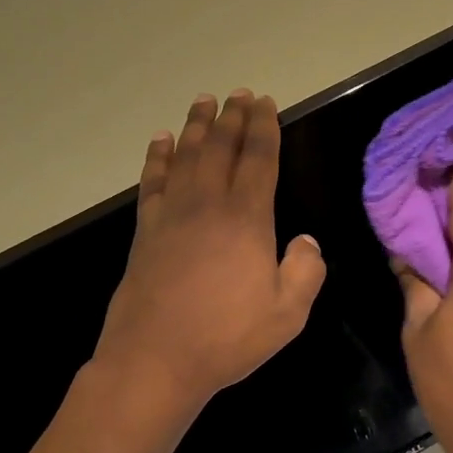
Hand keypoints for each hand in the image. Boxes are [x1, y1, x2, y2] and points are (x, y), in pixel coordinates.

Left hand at [94, 90, 326, 417]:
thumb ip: (305, 271)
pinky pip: (152, 181)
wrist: (155, 359)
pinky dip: (158, 156)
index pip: (259, 160)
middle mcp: (208, 205)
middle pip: (221, 147)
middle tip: (239, 93)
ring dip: (196, 125)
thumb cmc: (226, 338)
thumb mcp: (287, 314)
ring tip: (204, 100)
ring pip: (186, 156)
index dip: (264, 128)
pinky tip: (161, 140)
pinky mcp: (146, 230)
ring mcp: (171, 214)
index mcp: (247, 219)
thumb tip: (307, 241)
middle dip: (232, 117)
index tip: (265, 103)